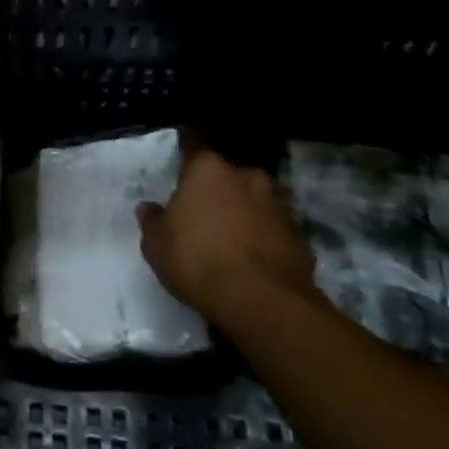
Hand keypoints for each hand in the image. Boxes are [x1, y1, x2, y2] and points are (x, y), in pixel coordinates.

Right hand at [137, 143, 318, 327]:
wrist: (261, 300)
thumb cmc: (197, 260)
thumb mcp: (156, 244)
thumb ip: (152, 221)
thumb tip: (149, 208)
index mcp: (208, 169)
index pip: (194, 148)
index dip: (187, 159)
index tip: (181, 170)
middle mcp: (246, 176)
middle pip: (228, 175)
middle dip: (218, 189)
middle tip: (204, 213)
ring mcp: (277, 204)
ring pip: (254, 201)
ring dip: (244, 213)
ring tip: (231, 240)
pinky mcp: (299, 234)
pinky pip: (273, 229)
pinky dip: (263, 238)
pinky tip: (253, 261)